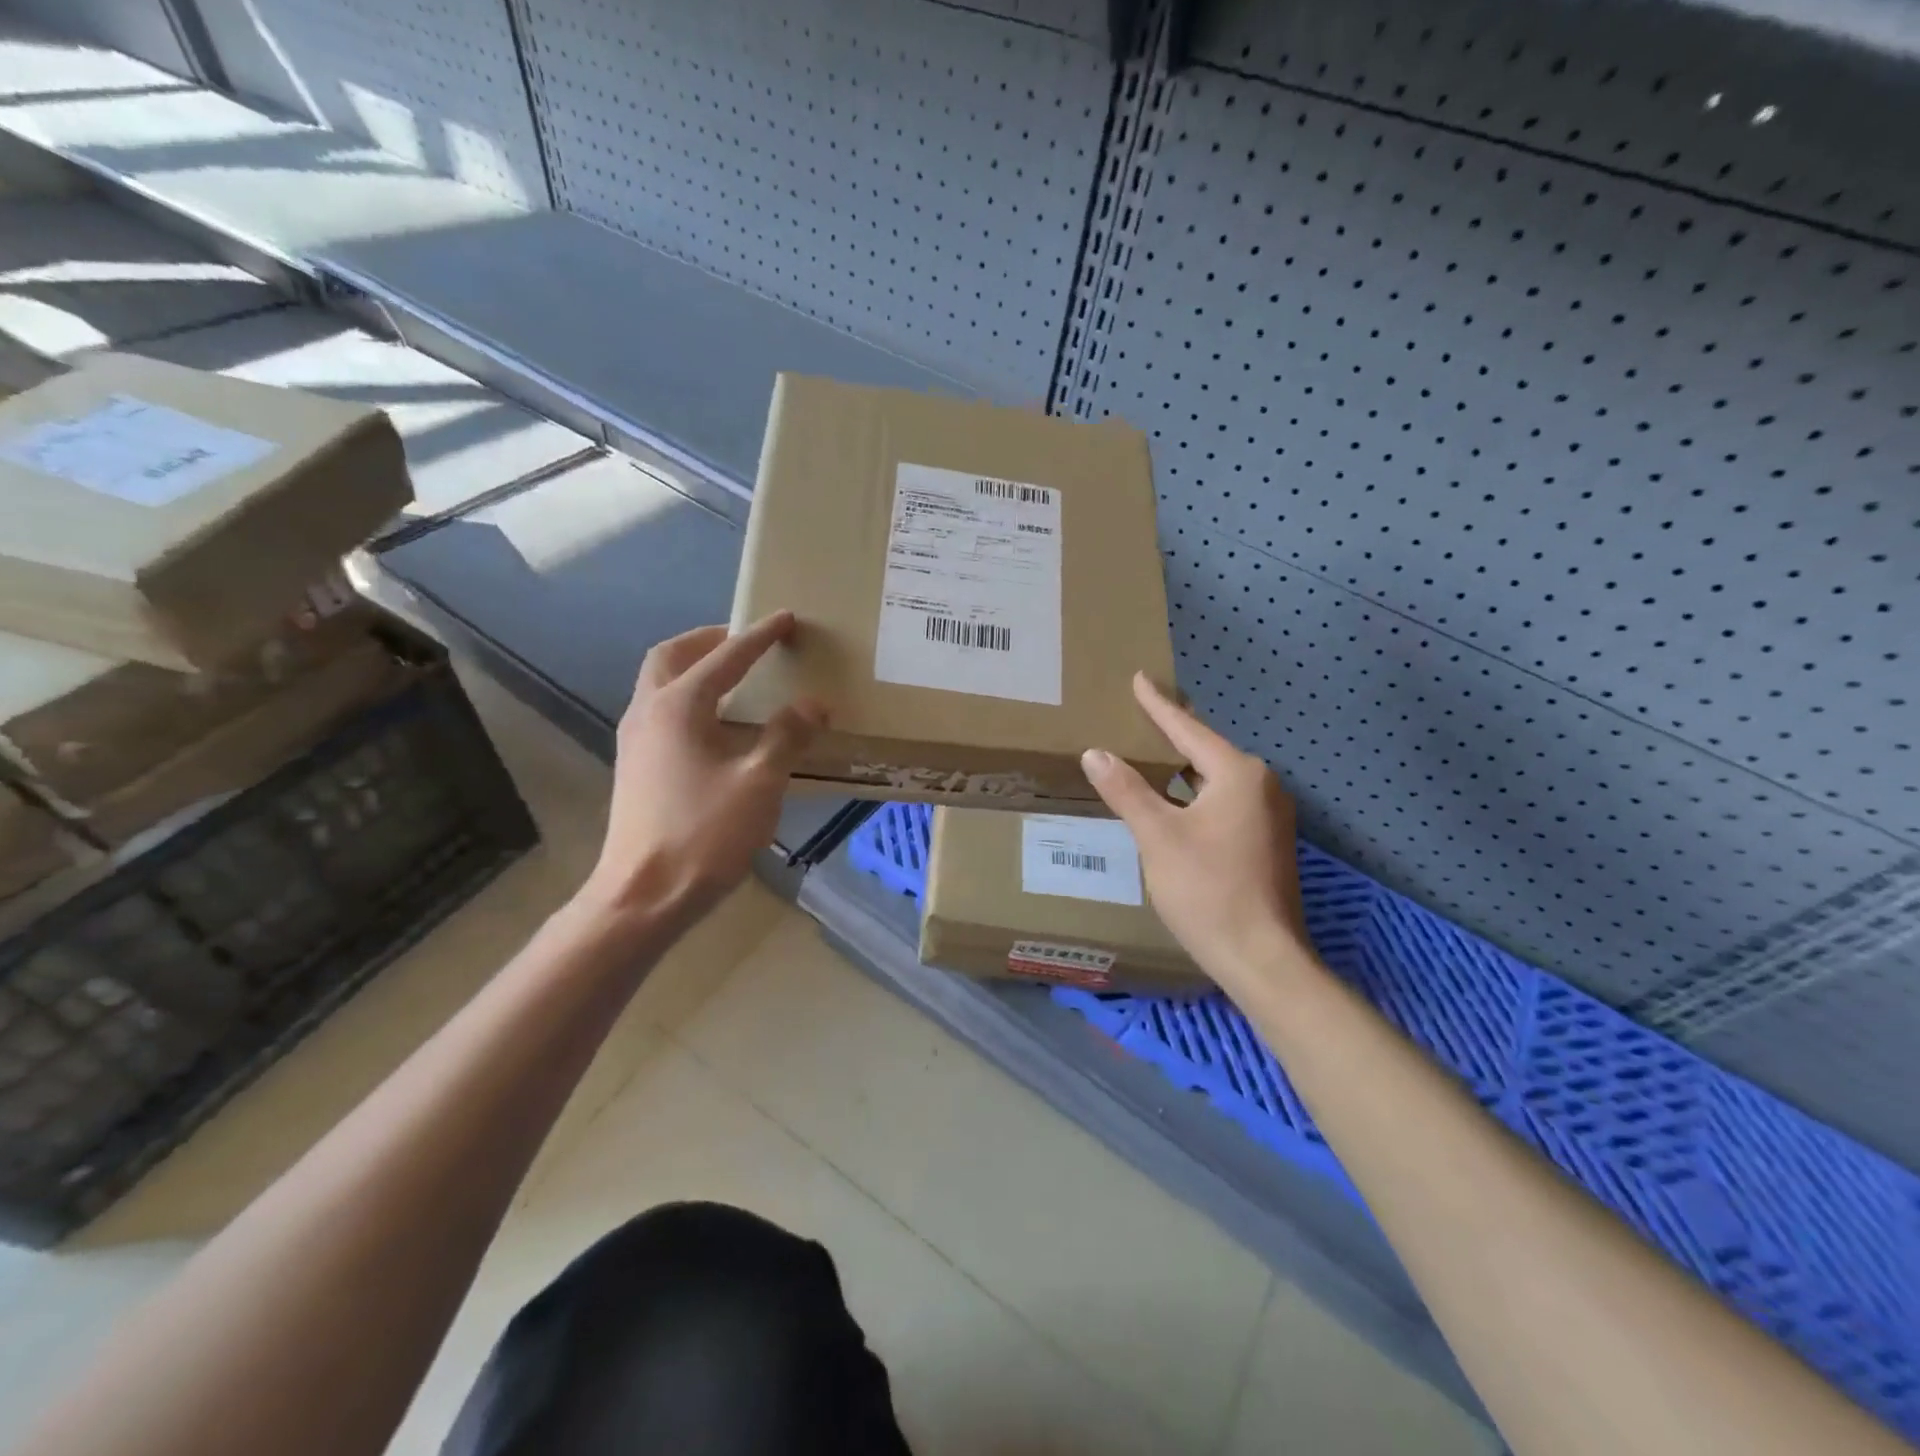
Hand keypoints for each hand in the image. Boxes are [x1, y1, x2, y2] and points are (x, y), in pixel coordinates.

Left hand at [578, 612, 825, 925]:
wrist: (643, 896)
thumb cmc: (704, 834)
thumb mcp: (760, 783)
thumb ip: (786, 736)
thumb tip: (813, 703)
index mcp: (678, 707)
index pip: (725, 657)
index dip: (758, 637)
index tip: (785, 619)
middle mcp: (648, 712)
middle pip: (671, 657)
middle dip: (709, 641)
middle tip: (744, 642)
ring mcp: (635, 741)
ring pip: (659, 684)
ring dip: (693, 668)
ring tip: (732, 677)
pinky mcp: (635, 767)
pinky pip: (660, 711)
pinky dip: (687, 698)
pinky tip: (714, 725)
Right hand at [1081, 674, 1313, 984]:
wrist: (1261, 957)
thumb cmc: (1207, 890)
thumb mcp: (1158, 836)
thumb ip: (1126, 790)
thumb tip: (1095, 753)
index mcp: (1238, 774)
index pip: (1188, 729)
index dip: (1158, 705)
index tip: (1139, 679)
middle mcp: (1261, 785)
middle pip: (1206, 749)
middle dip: (1172, 734)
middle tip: (1139, 715)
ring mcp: (1270, 814)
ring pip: (1215, 778)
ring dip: (1183, 767)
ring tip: (1150, 753)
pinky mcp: (1267, 840)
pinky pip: (1224, 800)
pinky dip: (1195, 793)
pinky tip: (1174, 801)